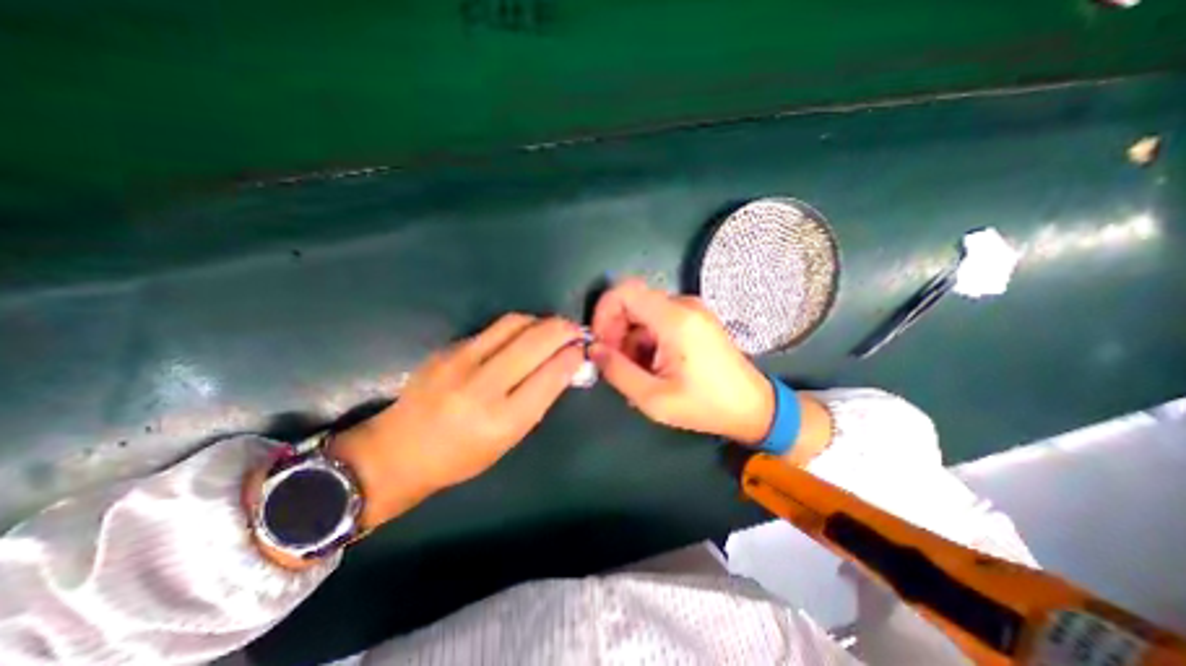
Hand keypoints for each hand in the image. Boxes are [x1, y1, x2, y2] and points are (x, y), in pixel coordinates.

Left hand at [325, 312, 583, 530]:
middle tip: (574, 330)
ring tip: (551, 328)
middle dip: (563, 330)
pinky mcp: (448, 348)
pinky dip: (518, 327)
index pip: (550, 375)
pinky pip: (494, 328)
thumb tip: (562, 366)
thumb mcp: (509, 439)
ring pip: (514, 324)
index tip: (582, 349)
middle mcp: (482, 386)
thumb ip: (537, 400)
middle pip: (535, 342)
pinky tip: (522, 335)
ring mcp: (461, 362)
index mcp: (502, 420)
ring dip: (541, 321)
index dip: (572, 356)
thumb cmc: (462, 456)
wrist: (399, 449)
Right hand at [585, 278, 774, 445]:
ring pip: (643, 312)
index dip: (603, 313)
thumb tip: (594, 349)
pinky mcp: (695, 319)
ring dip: (630, 338)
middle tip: (614, 362)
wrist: (753, 408)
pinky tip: (651, 365)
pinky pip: (658, 319)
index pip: (624, 292)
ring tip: (635, 371)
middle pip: (632, 301)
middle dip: (615, 330)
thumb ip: (617, 371)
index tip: (600, 342)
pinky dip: (646, 339)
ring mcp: (692, 310)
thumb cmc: (705, 406)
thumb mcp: (653, 399)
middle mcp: (683, 305)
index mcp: (675, 319)